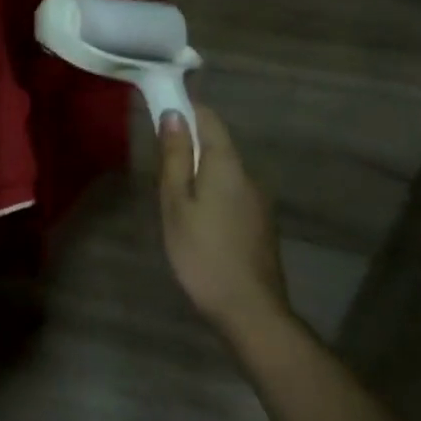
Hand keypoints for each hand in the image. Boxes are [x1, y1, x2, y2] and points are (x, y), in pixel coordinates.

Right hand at [158, 106, 288, 343]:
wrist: (251, 311)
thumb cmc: (203, 253)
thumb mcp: (176, 203)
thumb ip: (176, 158)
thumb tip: (174, 114)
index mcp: (226, 165)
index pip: (209, 118)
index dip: (185, 110)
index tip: (159, 115)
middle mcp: (248, 175)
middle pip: (217, 145)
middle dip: (189, 146)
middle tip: (159, 170)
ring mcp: (258, 201)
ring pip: (224, 172)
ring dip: (200, 174)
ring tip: (174, 202)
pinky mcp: (260, 224)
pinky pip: (232, 194)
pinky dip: (212, 194)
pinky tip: (197, 223)